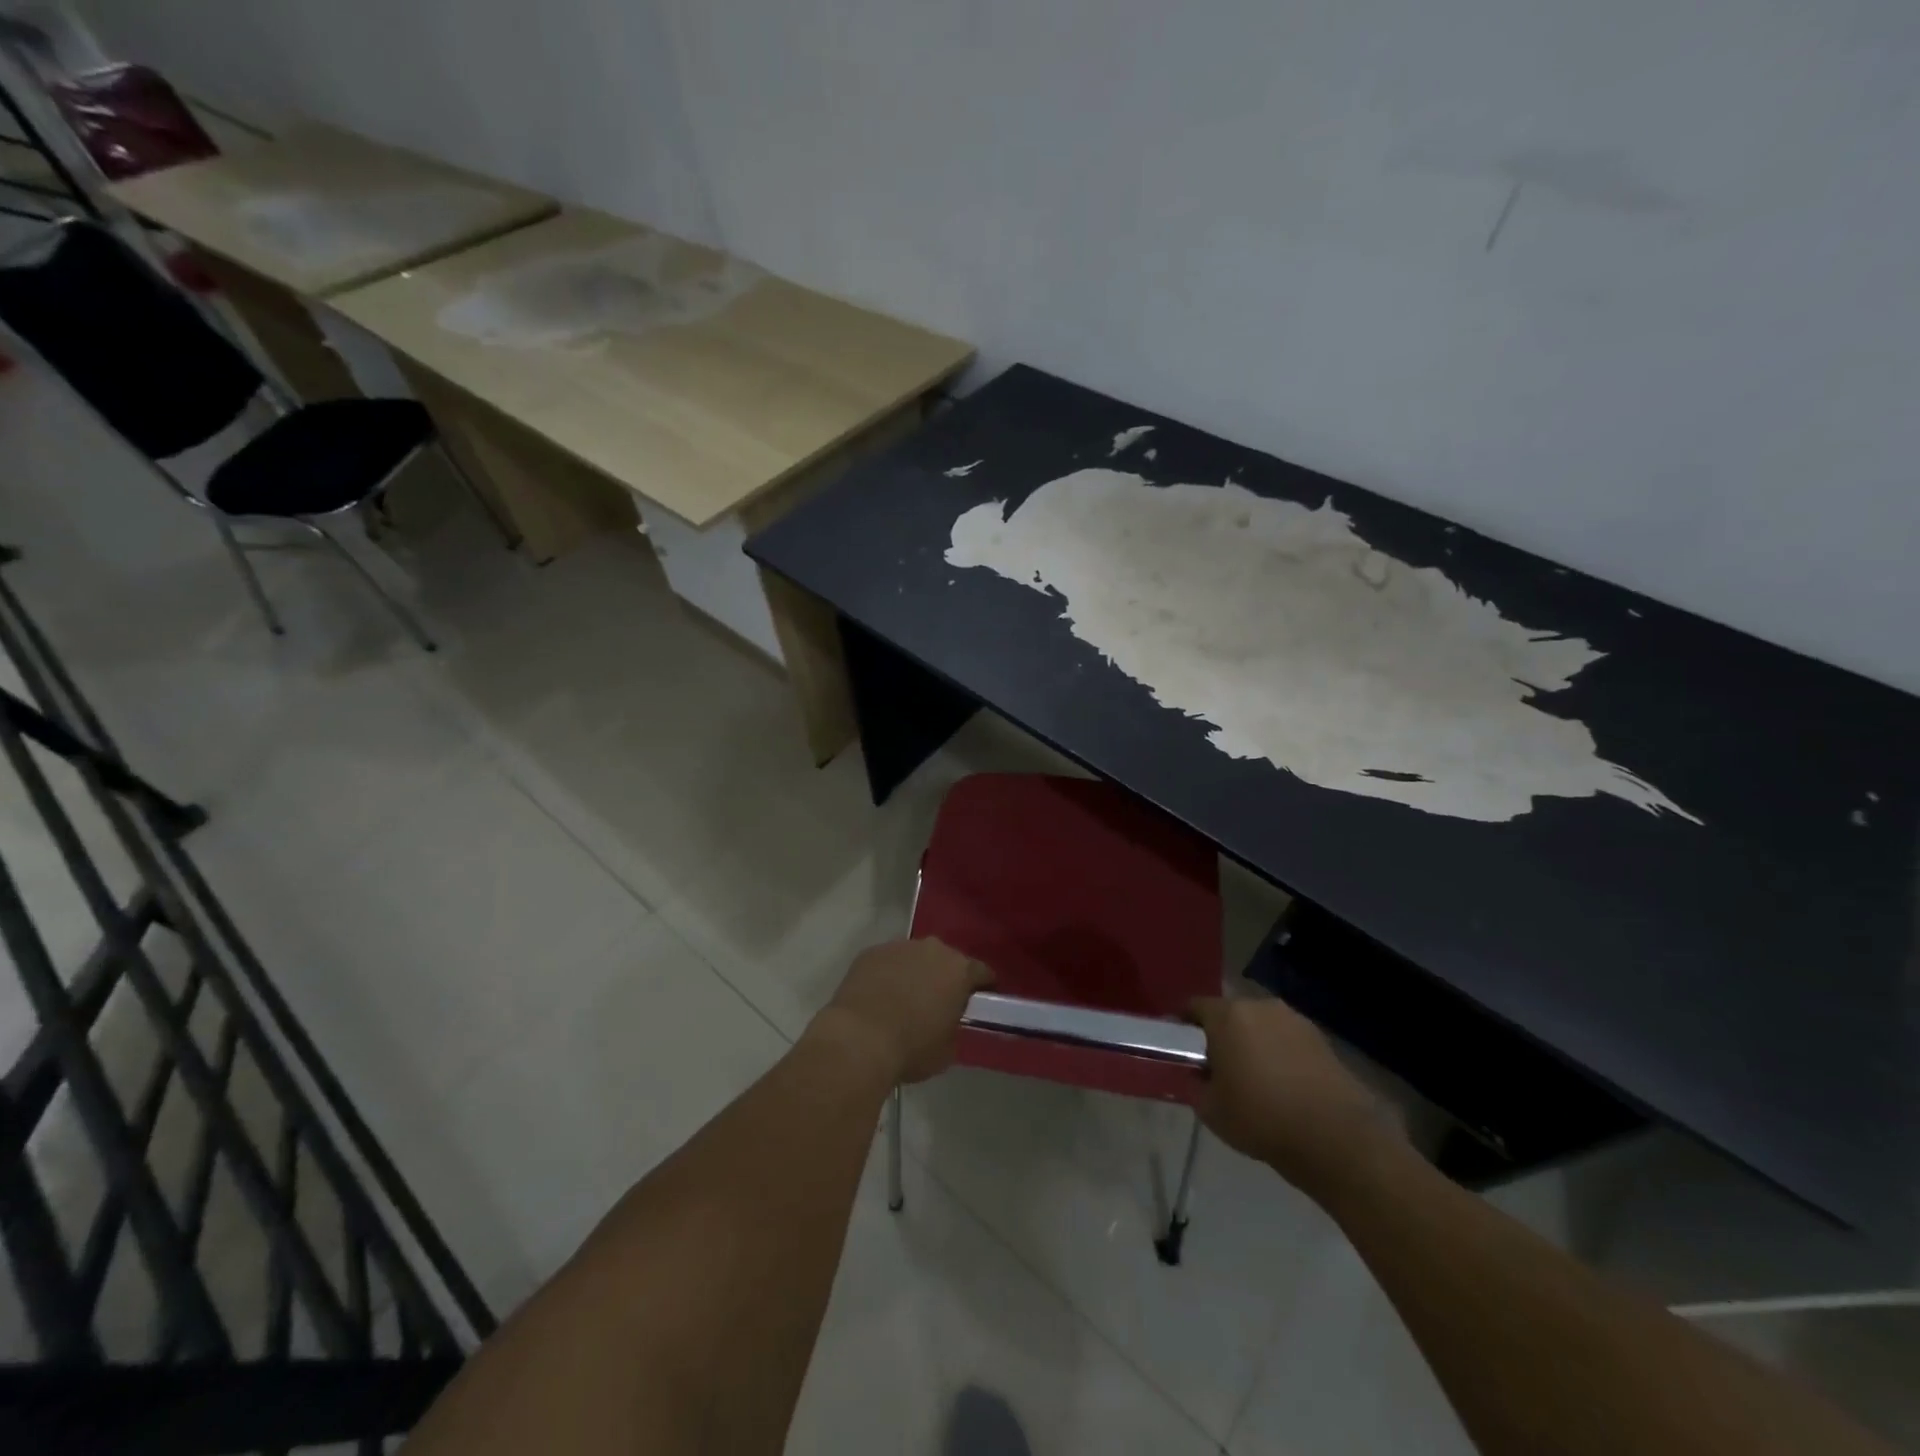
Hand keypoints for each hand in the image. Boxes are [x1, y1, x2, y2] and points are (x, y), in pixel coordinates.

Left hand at [812, 939, 992, 1085]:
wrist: (859, 1039)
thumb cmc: (911, 1048)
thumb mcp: (947, 1049)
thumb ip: (954, 1027)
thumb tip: (947, 1022)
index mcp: (959, 970)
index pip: (982, 972)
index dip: (983, 987)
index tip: (978, 1002)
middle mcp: (933, 949)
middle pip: (946, 960)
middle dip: (945, 977)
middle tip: (938, 1002)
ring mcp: (899, 947)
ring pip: (915, 957)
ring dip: (915, 973)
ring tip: (904, 999)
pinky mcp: (870, 952)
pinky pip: (887, 961)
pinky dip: (888, 974)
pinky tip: (879, 996)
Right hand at [1190, 995, 1406, 1200]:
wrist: (1337, 1139)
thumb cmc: (1262, 1119)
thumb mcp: (1211, 1110)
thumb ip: (1196, 1085)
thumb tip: (1199, 1075)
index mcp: (1227, 1016)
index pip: (1194, 1007)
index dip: (1182, 1025)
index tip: (1179, 1048)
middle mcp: (1260, 1006)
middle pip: (1230, 1013)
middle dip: (1220, 1034)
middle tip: (1217, 1066)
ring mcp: (1293, 1020)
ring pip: (1260, 1026)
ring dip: (1252, 1043)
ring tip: (1254, 1078)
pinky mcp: (1321, 1039)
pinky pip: (1286, 1040)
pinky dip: (1279, 1054)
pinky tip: (1282, 1085)